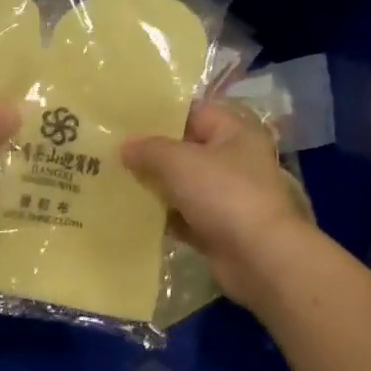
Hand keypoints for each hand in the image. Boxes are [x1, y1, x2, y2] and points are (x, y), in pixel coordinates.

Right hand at [123, 102, 313, 301]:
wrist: (259, 258)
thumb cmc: (224, 195)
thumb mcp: (180, 162)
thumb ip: (149, 149)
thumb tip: (125, 146)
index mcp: (234, 133)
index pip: (193, 113)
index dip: (160, 114)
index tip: (124, 119)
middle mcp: (233, 161)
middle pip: (185, 150)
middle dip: (150, 153)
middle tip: (110, 151)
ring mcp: (225, 198)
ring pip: (181, 185)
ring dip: (153, 186)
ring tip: (112, 179)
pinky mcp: (216, 229)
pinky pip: (182, 216)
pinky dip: (161, 216)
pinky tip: (130, 213)